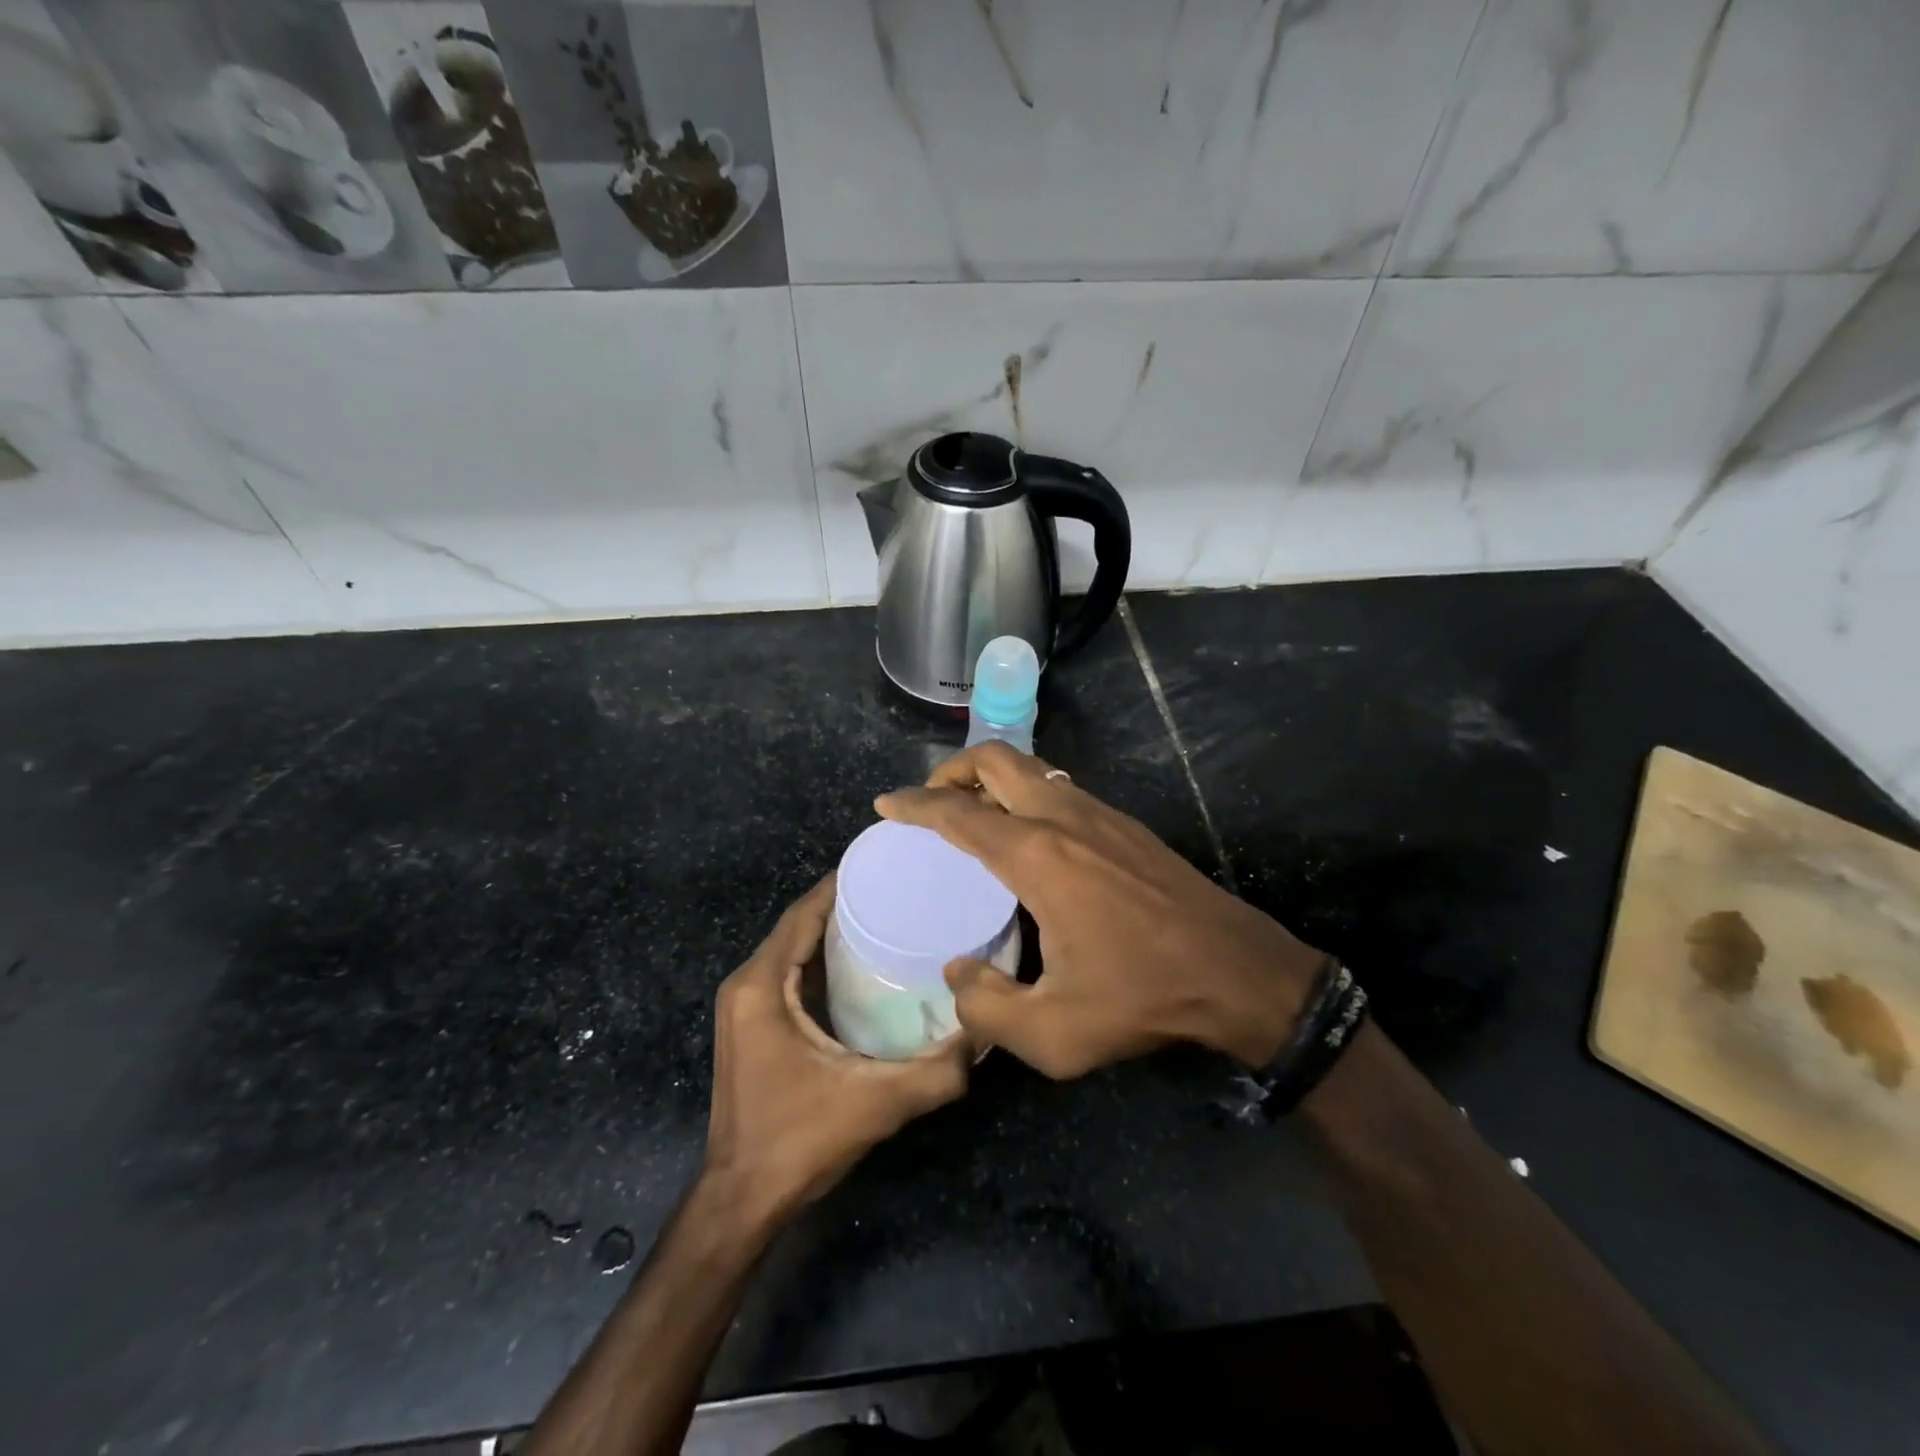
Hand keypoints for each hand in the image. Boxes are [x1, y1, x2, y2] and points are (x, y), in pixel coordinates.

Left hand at [702, 876, 970, 1225]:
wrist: (742, 1199)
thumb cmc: (798, 1141)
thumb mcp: (876, 1104)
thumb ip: (936, 1072)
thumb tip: (984, 1035)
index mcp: (761, 986)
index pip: (803, 914)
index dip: (839, 885)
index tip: (885, 866)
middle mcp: (746, 984)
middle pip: (798, 925)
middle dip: (843, 903)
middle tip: (897, 891)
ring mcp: (745, 1006)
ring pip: (792, 948)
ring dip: (832, 931)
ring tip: (887, 917)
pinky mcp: (752, 1025)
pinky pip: (788, 972)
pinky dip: (820, 958)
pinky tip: (861, 964)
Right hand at [877, 742, 1326, 1077]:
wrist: (1238, 973)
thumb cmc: (1143, 998)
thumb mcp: (1054, 1034)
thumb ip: (987, 1008)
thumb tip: (959, 975)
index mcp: (1038, 857)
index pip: (959, 814)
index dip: (915, 805)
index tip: (886, 805)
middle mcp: (1064, 818)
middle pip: (996, 760)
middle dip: (952, 770)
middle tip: (930, 802)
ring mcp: (1100, 814)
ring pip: (1031, 768)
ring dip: (992, 777)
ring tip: (972, 814)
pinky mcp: (1125, 823)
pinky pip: (1059, 787)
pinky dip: (1026, 792)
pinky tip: (1027, 834)